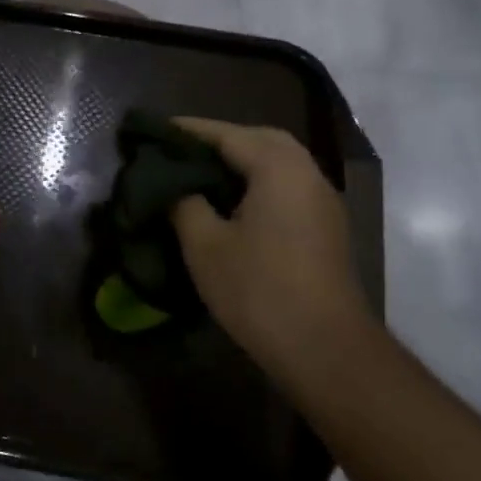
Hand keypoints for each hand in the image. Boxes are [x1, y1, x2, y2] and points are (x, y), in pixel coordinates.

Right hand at [170, 118, 370, 387]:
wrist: (326, 350)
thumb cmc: (260, 291)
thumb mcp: (204, 245)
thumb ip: (184, 203)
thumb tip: (176, 188)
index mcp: (278, 168)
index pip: (226, 134)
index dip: (188, 131)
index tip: (154, 130)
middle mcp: (306, 172)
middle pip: (259, 139)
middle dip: (219, 139)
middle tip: (181, 149)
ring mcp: (322, 200)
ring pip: (277, 161)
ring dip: (241, 160)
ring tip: (201, 171)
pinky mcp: (326, 226)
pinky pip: (287, 184)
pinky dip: (258, 179)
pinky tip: (232, 201)